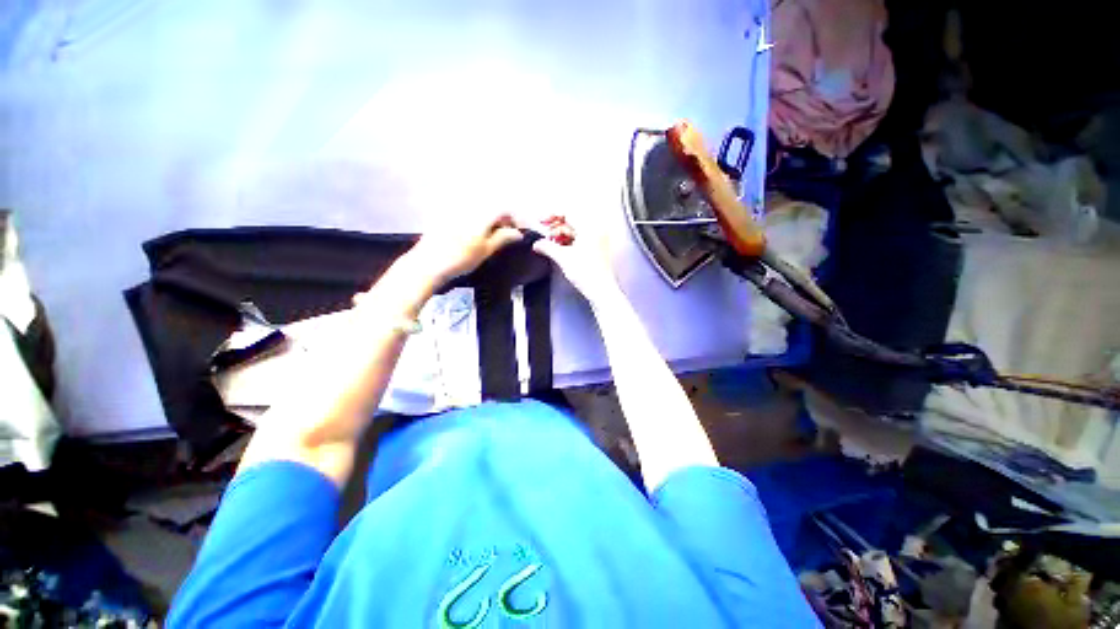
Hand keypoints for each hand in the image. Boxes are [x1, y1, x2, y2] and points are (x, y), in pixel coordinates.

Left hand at [410, 211, 523, 285]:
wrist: (428, 264)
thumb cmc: (460, 258)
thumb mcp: (486, 250)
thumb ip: (503, 238)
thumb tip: (518, 233)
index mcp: (481, 212)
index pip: (505, 208)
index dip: (516, 219)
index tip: (520, 231)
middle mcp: (468, 205)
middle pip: (492, 206)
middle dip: (503, 219)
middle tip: (508, 235)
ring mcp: (455, 208)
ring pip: (480, 209)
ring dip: (490, 220)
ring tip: (493, 237)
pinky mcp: (444, 214)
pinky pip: (467, 212)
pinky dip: (477, 220)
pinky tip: (475, 234)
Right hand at [531, 215, 622, 304]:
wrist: (601, 291)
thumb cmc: (585, 273)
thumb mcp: (563, 258)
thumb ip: (547, 247)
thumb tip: (535, 244)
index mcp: (590, 226)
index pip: (568, 212)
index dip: (551, 215)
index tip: (540, 222)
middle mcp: (596, 228)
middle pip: (572, 220)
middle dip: (555, 227)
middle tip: (544, 235)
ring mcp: (598, 238)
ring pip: (575, 229)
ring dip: (561, 234)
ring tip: (550, 244)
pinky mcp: (597, 247)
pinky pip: (580, 237)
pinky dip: (569, 240)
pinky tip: (559, 248)